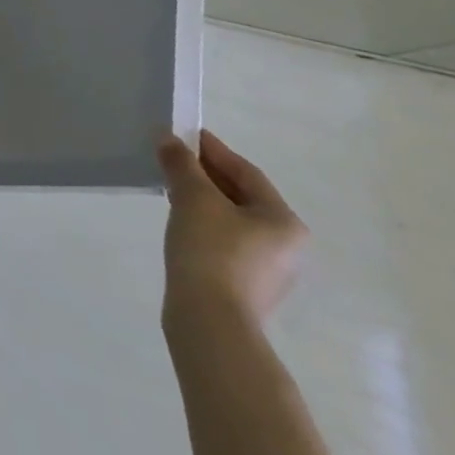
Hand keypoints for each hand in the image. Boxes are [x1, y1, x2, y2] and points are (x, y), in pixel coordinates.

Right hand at [158, 129, 307, 327]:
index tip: (184, 134)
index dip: (213, 149)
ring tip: (170, 185)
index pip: (246, 172)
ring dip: (203, 199)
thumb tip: (168, 138)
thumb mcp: (193, 197)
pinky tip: (180, 220)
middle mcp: (286, 245)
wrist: (210, 320)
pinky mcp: (245, 286)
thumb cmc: (211, 250)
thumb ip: (182, 163)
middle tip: (173, 157)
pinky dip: (203, 223)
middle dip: (206, 174)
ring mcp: (268, 270)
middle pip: (241, 196)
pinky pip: (225, 241)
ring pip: (232, 220)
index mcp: (283, 221)